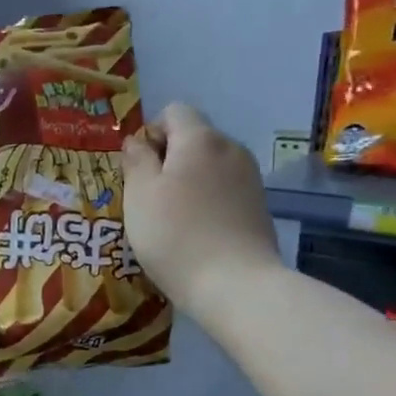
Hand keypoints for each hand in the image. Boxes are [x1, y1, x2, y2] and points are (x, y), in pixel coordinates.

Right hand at [122, 103, 281, 317]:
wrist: (235, 284)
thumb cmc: (175, 234)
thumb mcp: (139, 195)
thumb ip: (136, 160)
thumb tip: (137, 141)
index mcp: (200, 139)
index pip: (174, 111)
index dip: (151, 132)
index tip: (137, 166)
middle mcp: (230, 148)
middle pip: (193, 137)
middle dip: (168, 157)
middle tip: (147, 195)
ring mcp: (249, 177)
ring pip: (209, 164)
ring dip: (187, 180)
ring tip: (170, 215)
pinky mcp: (259, 205)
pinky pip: (223, 187)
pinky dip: (206, 198)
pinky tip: (195, 229)